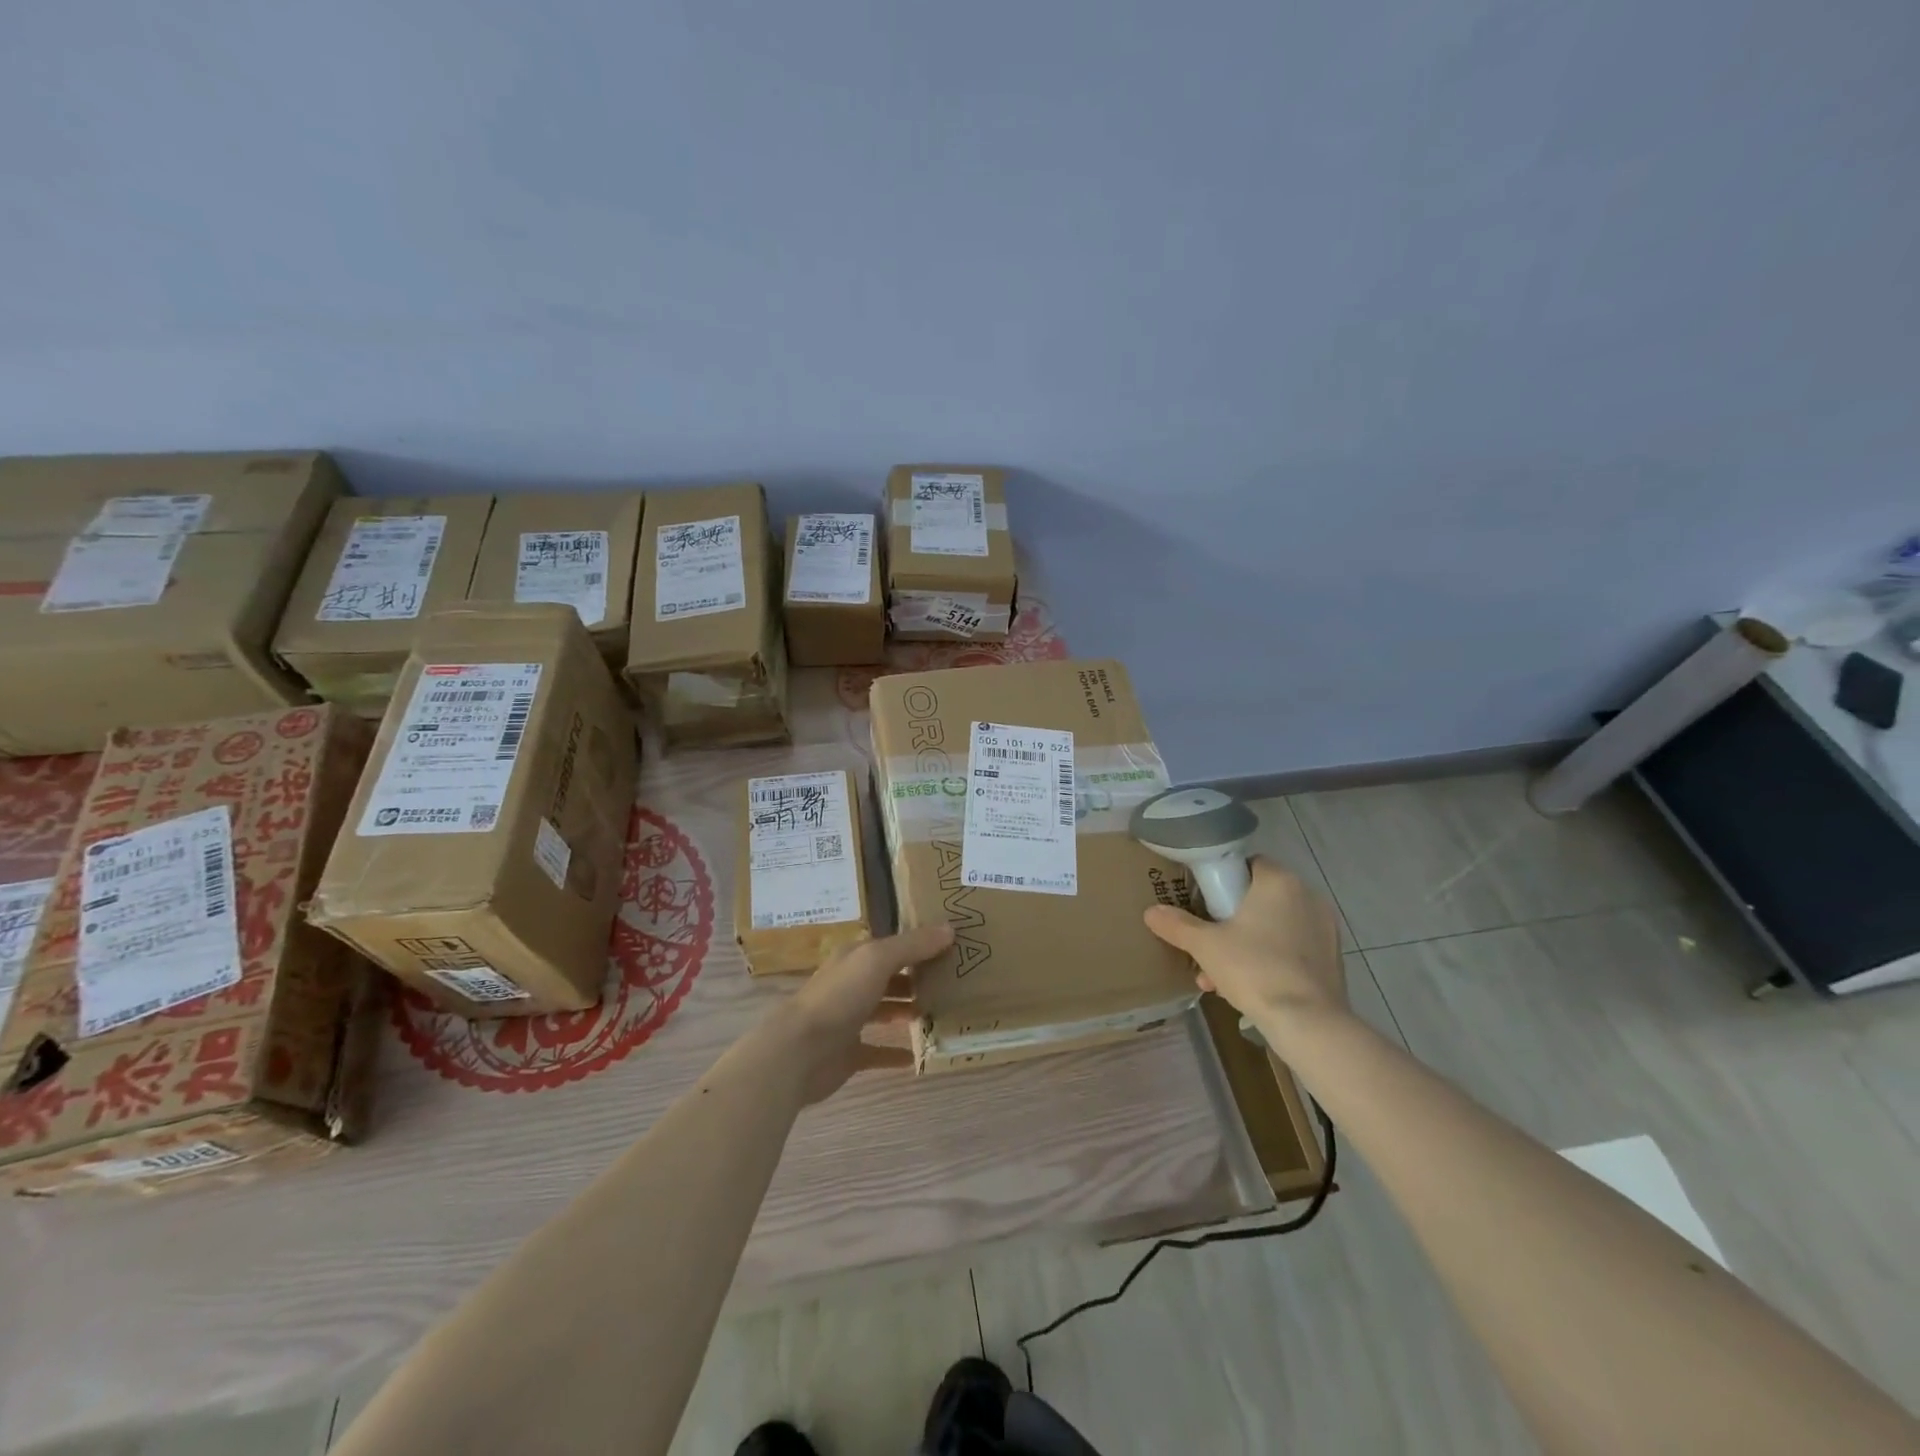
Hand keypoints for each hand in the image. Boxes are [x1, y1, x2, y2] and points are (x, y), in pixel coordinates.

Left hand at [774, 923, 953, 1103]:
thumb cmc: (840, 996)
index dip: (919, 944)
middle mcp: (852, 984)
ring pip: (885, 1010)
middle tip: (953, 982)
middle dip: (917, 978)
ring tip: (941, 1012)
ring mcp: (849, 1019)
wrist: (800, 1051)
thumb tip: (950, 929)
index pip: (892, 946)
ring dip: (908, 1010)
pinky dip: (897, 1052)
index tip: (952, 948)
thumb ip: (913, 945)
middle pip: (890, 977)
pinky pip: (879, 1051)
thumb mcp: (878, 960)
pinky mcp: (848, 1053)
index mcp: (856, 958)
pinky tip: (920, 1056)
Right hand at [1143, 857, 1345, 1027]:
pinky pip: (1292, 950)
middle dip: (1230, 922)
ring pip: (1274, 927)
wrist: (1308, 1023)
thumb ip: (1177, 925)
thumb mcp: (1205, 946)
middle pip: (1259, 899)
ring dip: (1246, 945)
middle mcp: (1308, 897)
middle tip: (1207, 945)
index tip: (1204, 902)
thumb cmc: (1254, 969)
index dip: (1223, 880)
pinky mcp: (1332, 959)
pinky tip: (1248, 989)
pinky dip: (1270, 961)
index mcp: (1279, 881)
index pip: (1249, 864)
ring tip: (1218, 977)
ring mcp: (1325, 929)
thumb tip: (1151, 912)